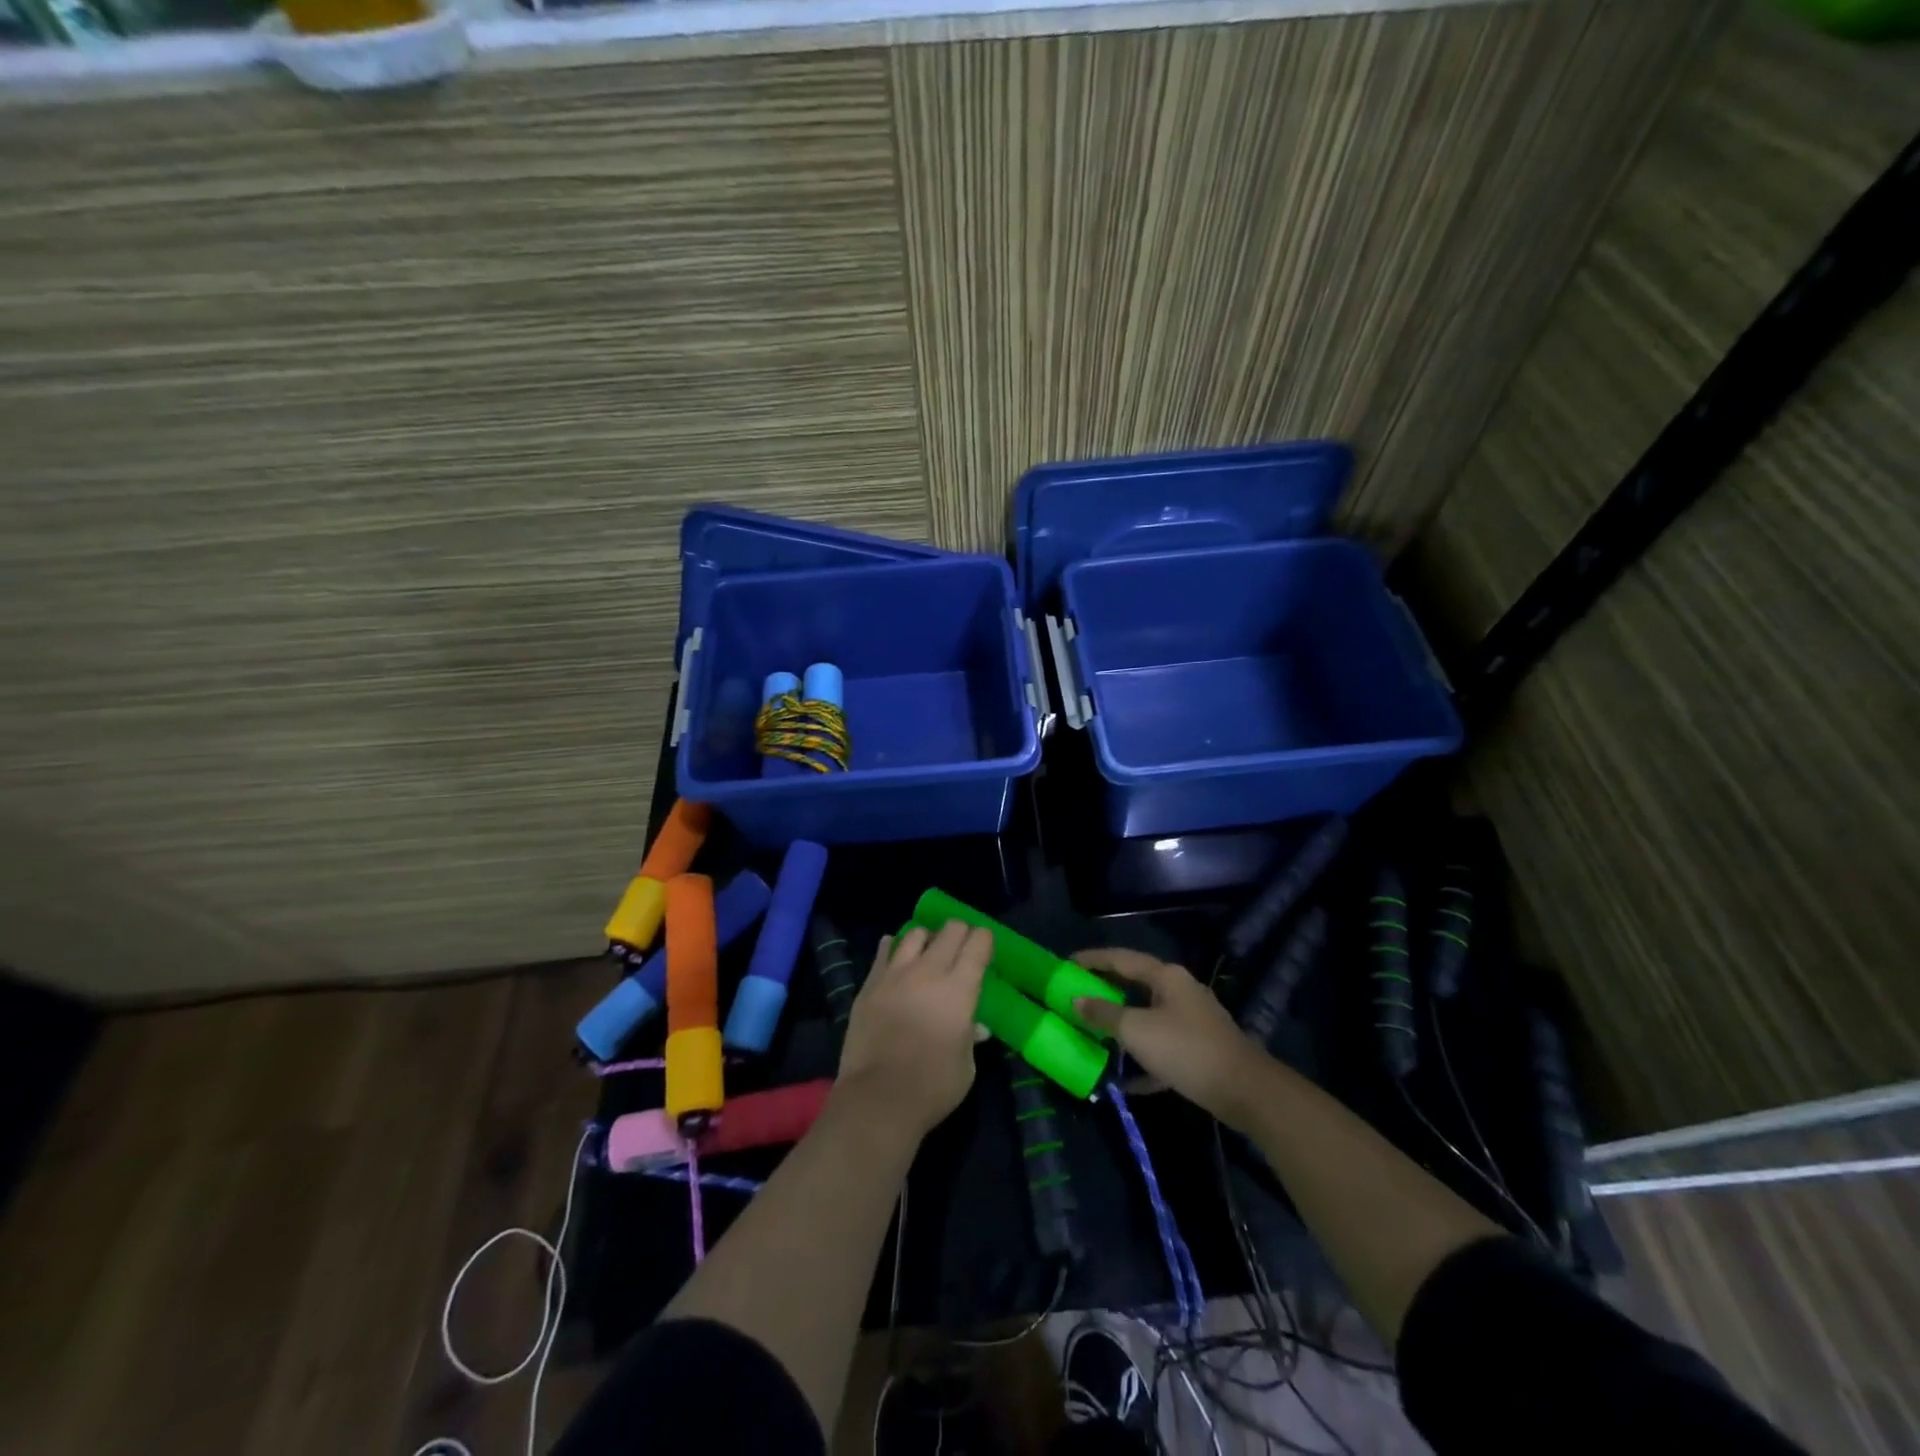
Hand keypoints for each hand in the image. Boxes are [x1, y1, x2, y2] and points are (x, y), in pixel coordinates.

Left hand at [836, 920, 993, 1138]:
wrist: (877, 1099)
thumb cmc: (932, 1087)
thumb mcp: (966, 1067)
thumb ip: (970, 1038)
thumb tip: (975, 1027)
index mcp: (960, 988)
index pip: (978, 943)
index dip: (984, 940)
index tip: (985, 948)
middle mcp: (929, 971)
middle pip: (949, 930)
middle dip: (959, 933)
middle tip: (961, 948)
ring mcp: (895, 974)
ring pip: (915, 933)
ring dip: (927, 938)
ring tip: (928, 952)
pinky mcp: (869, 984)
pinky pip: (883, 951)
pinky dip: (893, 948)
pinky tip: (896, 956)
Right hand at [1071, 948, 1270, 1129]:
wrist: (1244, 1091)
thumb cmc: (1185, 1049)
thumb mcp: (1136, 1030)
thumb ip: (1104, 1014)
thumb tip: (1076, 1000)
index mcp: (1166, 976)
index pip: (1121, 958)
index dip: (1092, 959)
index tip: (1066, 963)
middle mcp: (1179, 991)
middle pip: (1134, 985)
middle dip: (1105, 993)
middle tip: (1075, 997)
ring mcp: (1191, 1020)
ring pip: (1147, 1017)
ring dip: (1121, 1027)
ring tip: (1092, 1033)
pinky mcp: (1198, 1050)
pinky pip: (1161, 1047)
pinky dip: (1142, 1058)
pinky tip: (1123, 1079)